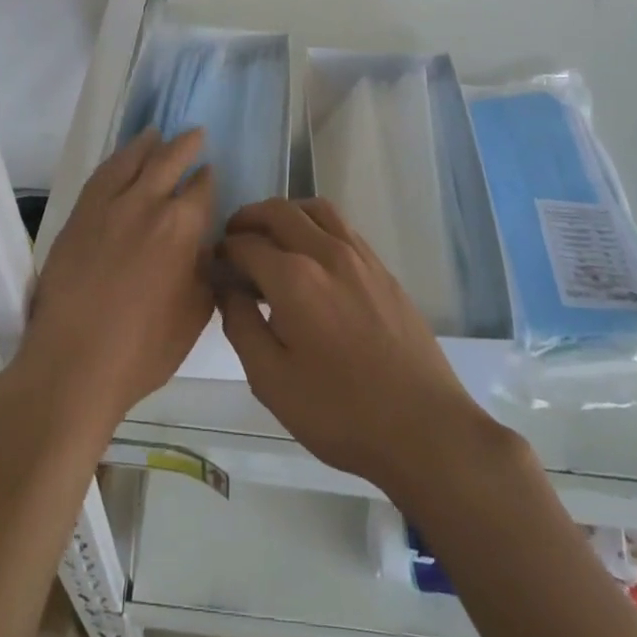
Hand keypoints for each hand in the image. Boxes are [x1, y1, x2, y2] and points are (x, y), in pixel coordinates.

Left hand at [19, 129, 215, 435]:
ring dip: (148, 144)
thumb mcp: (195, 313)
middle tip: (196, 134)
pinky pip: (101, 176)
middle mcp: (146, 204)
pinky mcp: (79, 215)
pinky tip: (121, 160)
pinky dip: (116, 161)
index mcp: (181, 227)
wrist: (74, 362)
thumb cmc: (144, 348)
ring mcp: (108, 206)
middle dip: (186, 145)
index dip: (208, 177)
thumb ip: (206, 271)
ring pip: (132, 160)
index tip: (211, 171)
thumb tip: (207, 245)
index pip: (201, 188)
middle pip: (169, 160)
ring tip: (156, 134)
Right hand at [216, 197, 494, 501]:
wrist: (423, 427)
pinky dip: (315, 225)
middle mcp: (326, 253)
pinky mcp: (382, 269)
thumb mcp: (272, 381)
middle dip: (248, 219)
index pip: (246, 245)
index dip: (223, 252)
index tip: (213, 266)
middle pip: (279, 211)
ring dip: (285, 214)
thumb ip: (241, 326)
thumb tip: (226, 288)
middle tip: (233, 240)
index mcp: (294, 279)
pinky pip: (341, 227)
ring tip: (271, 238)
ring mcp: (360, 256)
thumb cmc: (340, 411)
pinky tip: (311, 256)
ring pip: (315, 209)